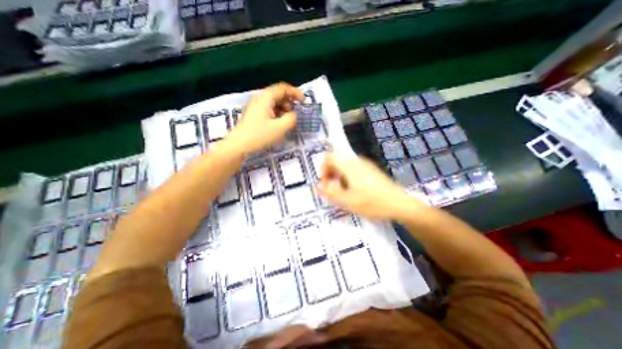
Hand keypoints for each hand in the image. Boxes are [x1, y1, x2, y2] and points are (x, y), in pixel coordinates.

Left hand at [228, 82, 304, 153]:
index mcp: (265, 98)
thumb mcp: (279, 128)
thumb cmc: (259, 135)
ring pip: (274, 104)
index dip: (295, 92)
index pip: (282, 88)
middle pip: (278, 95)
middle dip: (290, 103)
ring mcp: (256, 108)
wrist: (239, 146)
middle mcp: (260, 100)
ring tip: (288, 122)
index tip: (304, 102)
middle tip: (295, 115)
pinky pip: (270, 111)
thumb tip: (294, 115)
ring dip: (284, 110)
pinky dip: (278, 115)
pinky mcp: (255, 116)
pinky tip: (280, 125)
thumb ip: (291, 119)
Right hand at [318, 151, 424, 220]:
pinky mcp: (370, 170)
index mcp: (349, 165)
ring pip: (344, 165)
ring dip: (338, 176)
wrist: (400, 204)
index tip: (325, 183)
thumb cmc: (372, 203)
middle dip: (330, 173)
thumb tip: (316, 186)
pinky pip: (353, 169)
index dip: (323, 169)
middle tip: (332, 189)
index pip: (329, 157)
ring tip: (342, 192)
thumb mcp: (348, 201)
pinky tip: (353, 190)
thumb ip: (330, 192)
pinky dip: (347, 177)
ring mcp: (365, 165)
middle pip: (336, 160)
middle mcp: (356, 161)